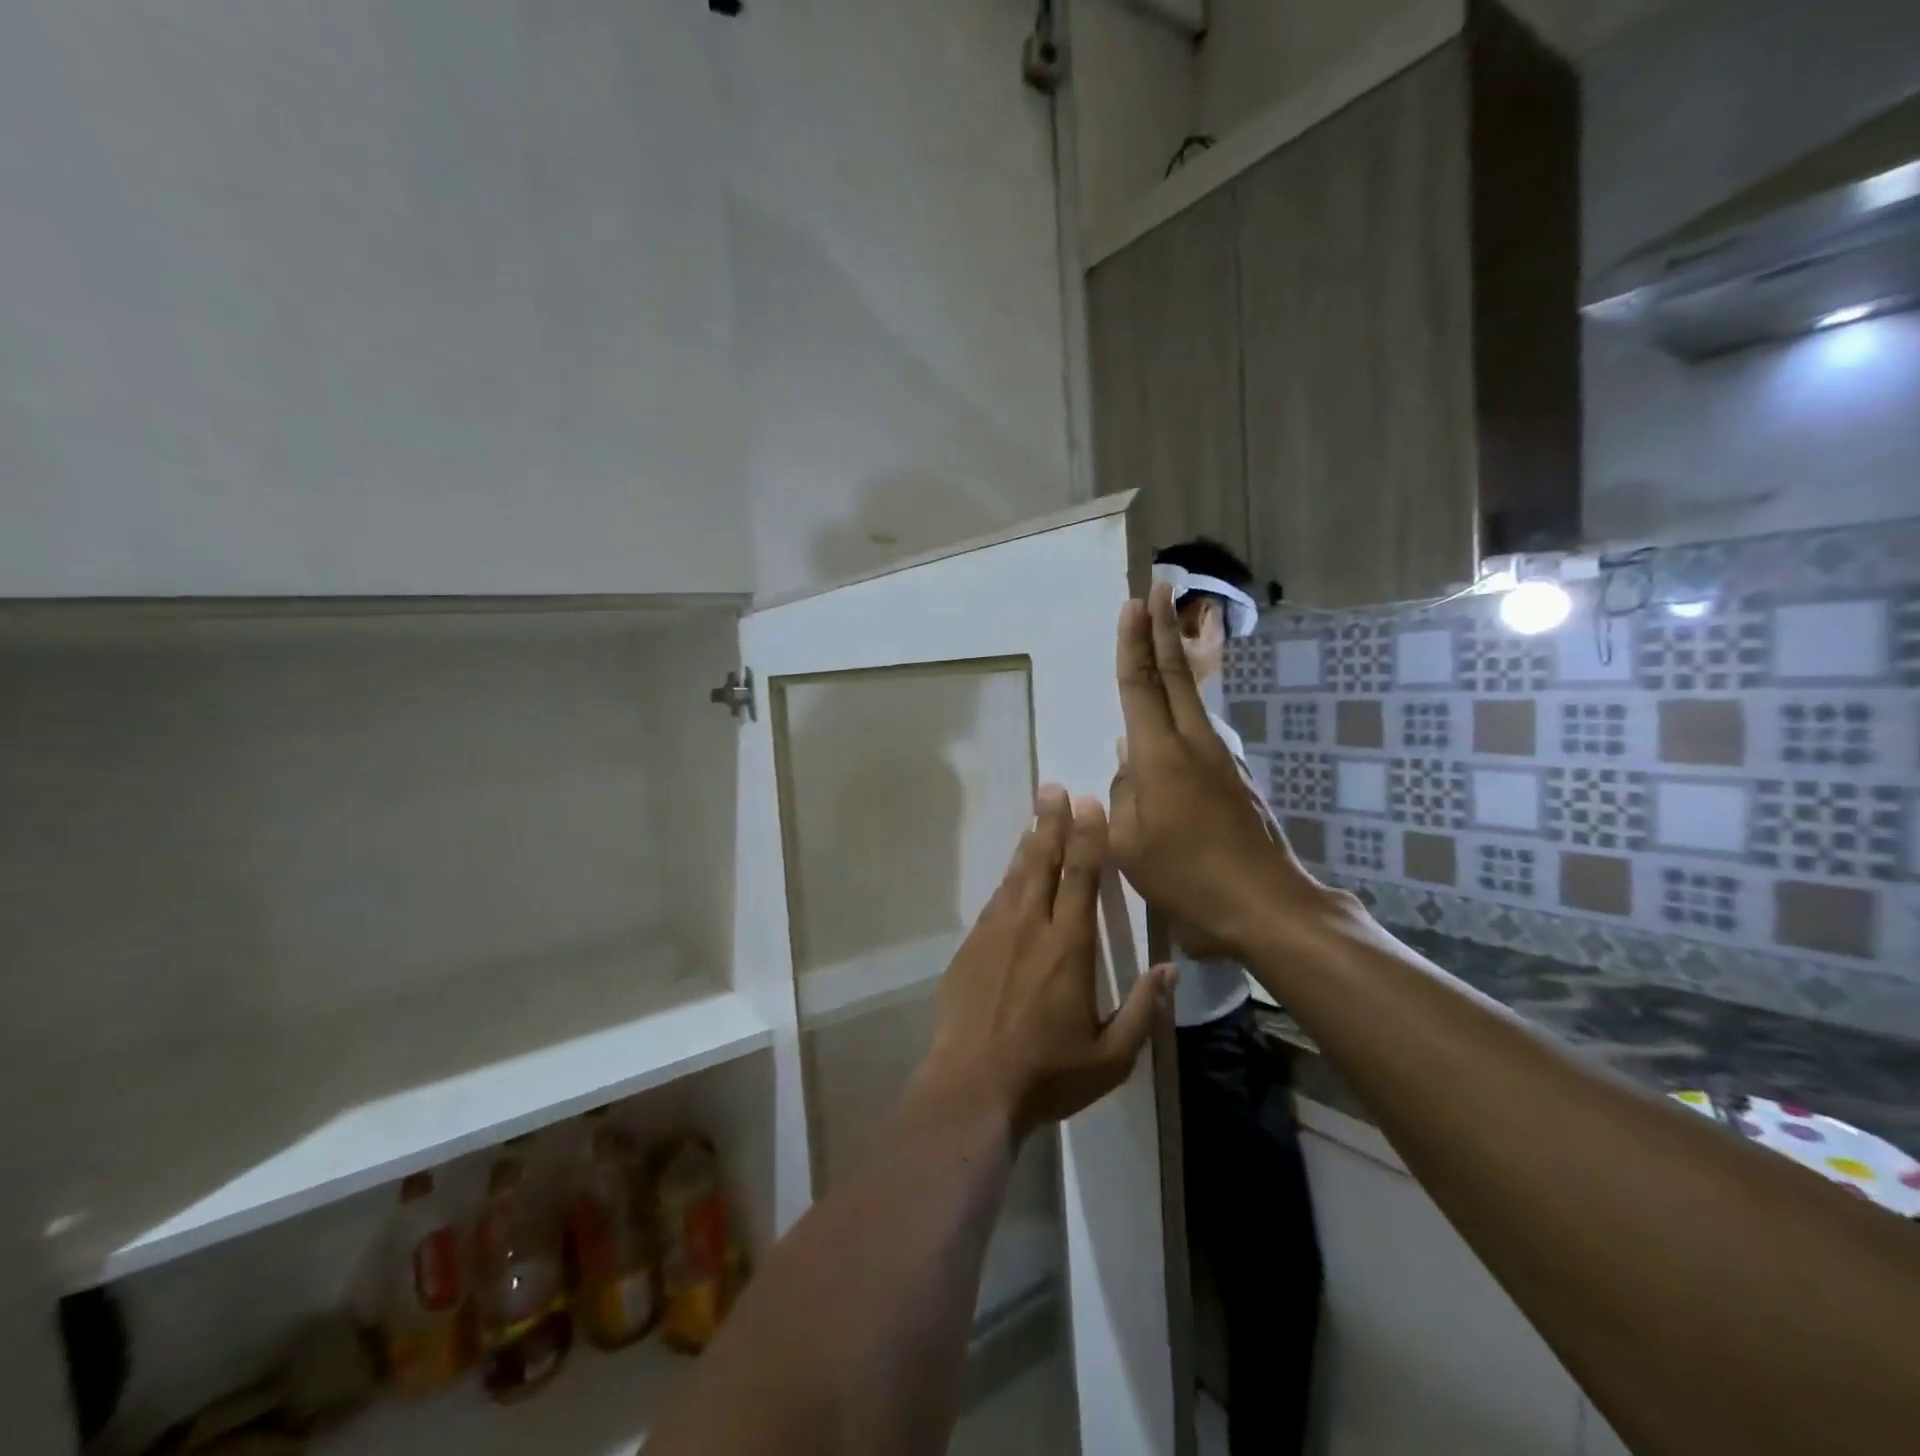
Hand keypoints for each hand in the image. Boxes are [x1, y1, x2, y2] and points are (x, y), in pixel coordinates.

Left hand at [911, 786, 1174, 1138]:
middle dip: (1051, 823)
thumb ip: (1142, 1010)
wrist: (971, 1086)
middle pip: (1042, 862)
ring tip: (1037, 816)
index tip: (1088, 805)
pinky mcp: (969, 948)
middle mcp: (1029, 927)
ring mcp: (993, 934)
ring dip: (1029, 844)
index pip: (1080, 877)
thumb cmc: (1047, 1073)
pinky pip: (993, 901)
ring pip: (1014, 877)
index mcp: (1067, 946)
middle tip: (1053, 789)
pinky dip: (1007, 879)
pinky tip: (1012, 873)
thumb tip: (1169, 970)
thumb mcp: (1110, 1056)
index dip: (1086, 837)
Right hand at [1109, 583, 1338, 956]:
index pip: (1141, 686)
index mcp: (1160, 757)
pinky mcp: (1234, 779)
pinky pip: (1198, 733)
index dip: (1133, 643)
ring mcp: (1220, 760)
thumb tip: (1130, 770)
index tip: (1133, 604)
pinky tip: (1167, 729)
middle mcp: (1193, 745)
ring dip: (1175, 663)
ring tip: (1161, 640)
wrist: (1265, 906)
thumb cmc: (1187, 878)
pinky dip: (1181, 710)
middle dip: (1162, 629)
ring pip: (1192, 700)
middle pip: (1175, 675)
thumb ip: (1122, 799)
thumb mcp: (1129, 845)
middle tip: (1158, 588)